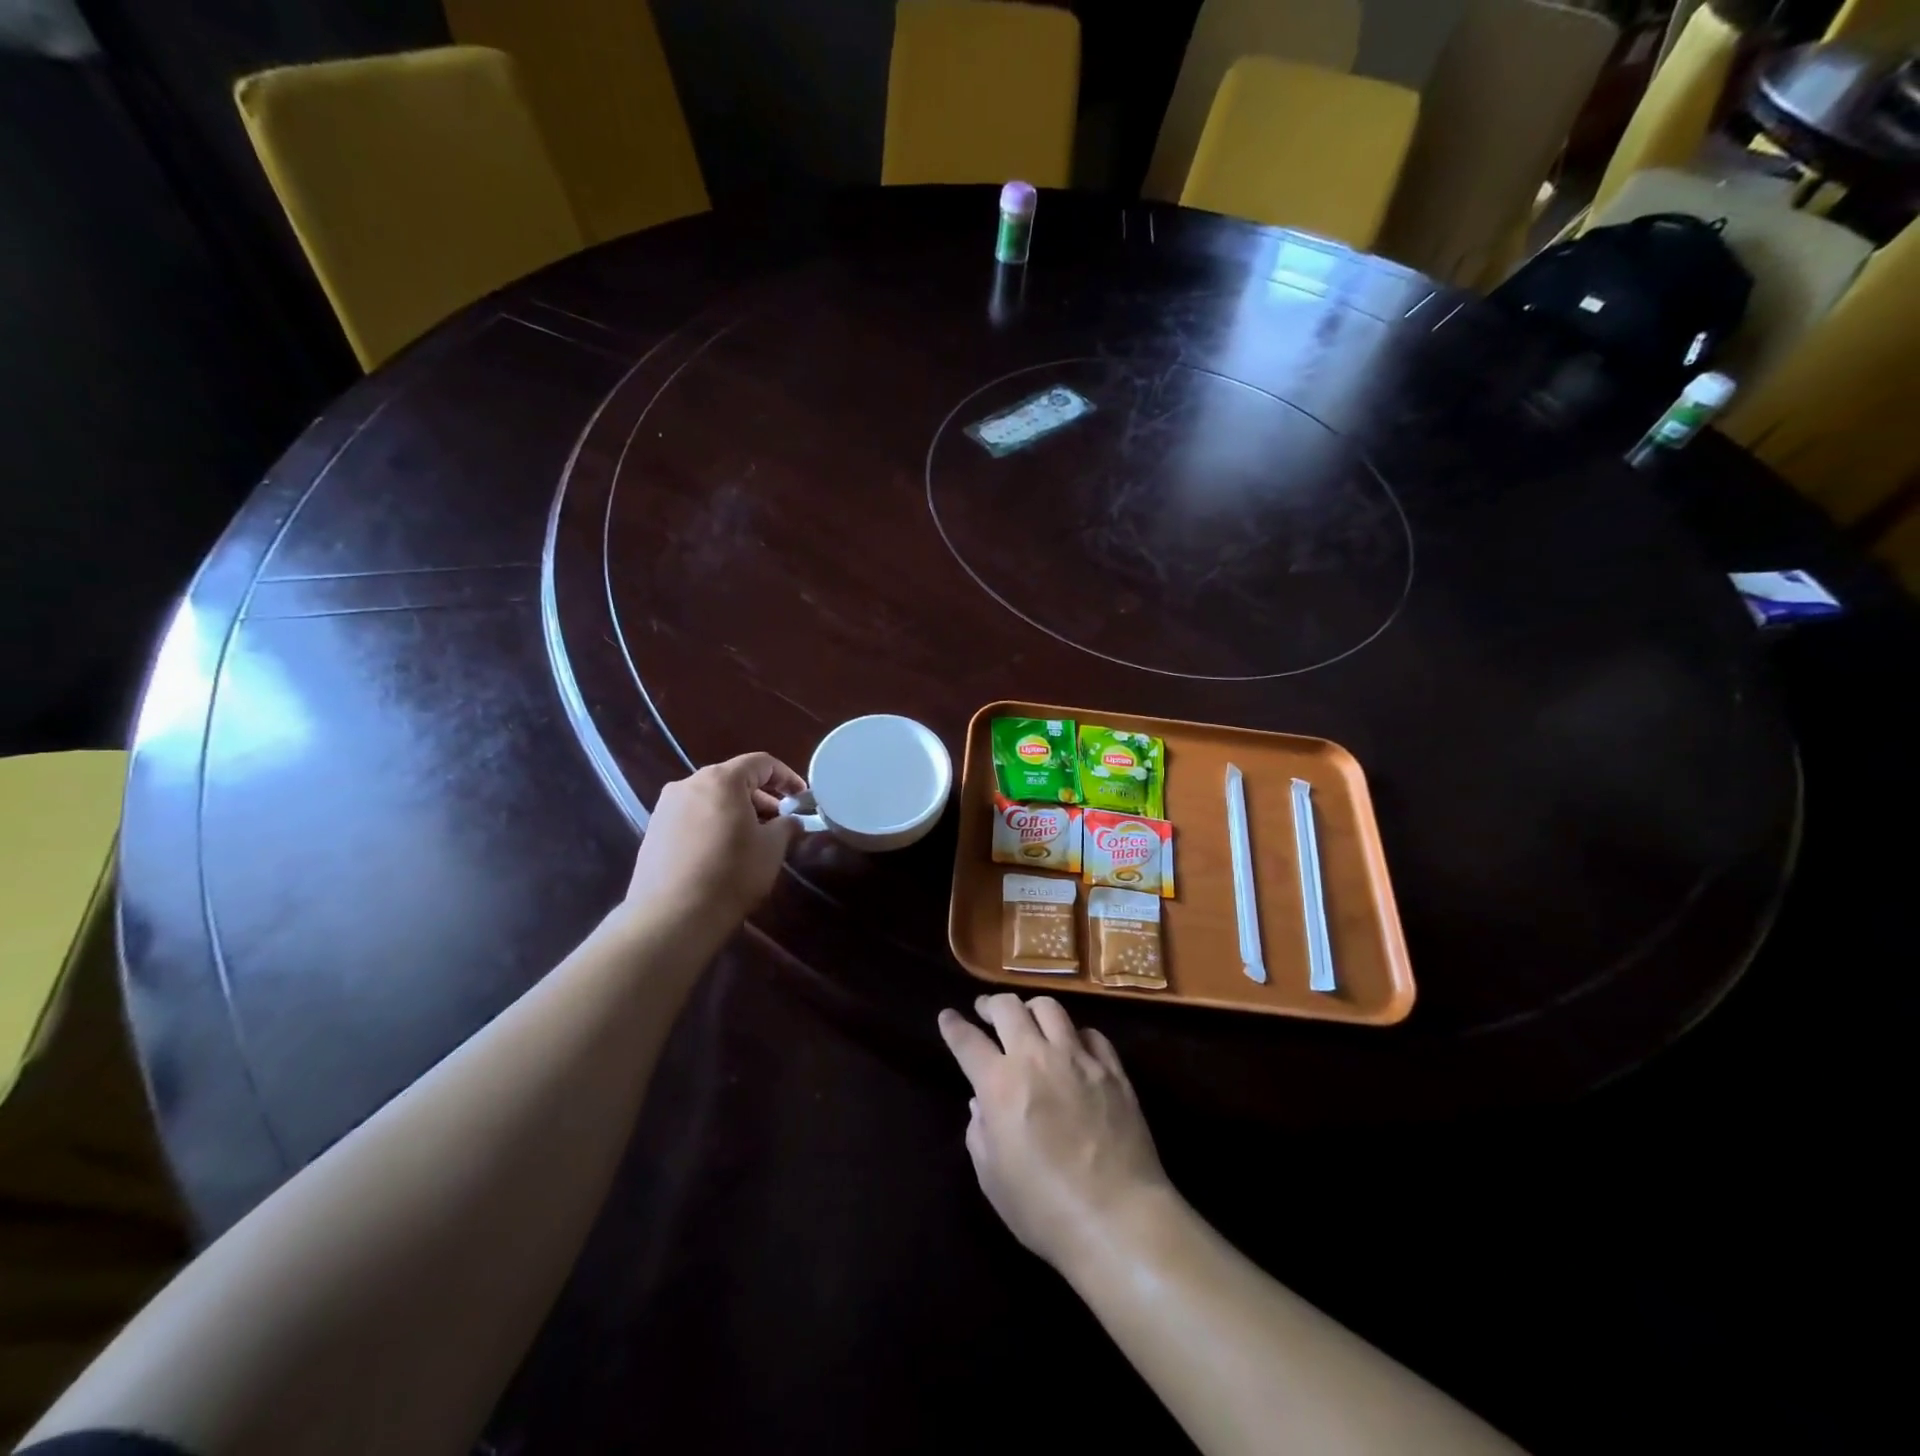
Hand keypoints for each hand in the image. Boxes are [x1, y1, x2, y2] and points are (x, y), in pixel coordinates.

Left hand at [622, 753, 806, 926]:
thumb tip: (792, 821)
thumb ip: (787, 825)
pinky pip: (692, 816)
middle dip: (761, 796)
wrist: (671, 916)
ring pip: (711, 798)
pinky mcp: (654, 830)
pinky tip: (723, 851)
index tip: (802, 797)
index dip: (787, 777)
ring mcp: (666, 807)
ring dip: (737, 810)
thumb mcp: (772, 848)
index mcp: (721, 779)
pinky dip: (713, 823)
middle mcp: (689, 783)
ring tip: (753, 838)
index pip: (761, 763)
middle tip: (780, 821)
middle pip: (734, 779)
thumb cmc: (731, 874)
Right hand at [939, 994, 1170, 1272]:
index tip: (947, 1016)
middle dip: (990, 1004)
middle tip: (985, 1011)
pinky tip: (1073, 1046)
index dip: (953, 1025)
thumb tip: (981, 1105)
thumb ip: (980, 1134)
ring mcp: (1078, 1058)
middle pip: (1008, 1008)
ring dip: (1031, 1009)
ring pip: (1049, 1008)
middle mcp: (1036, 1058)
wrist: (1119, 1219)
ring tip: (1028, 1019)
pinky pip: (1090, 1033)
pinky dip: (1074, 1034)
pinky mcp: (1112, 1069)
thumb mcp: (993, 1180)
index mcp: (1000, 1084)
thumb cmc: (1045, 1210)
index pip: (967, 1040)